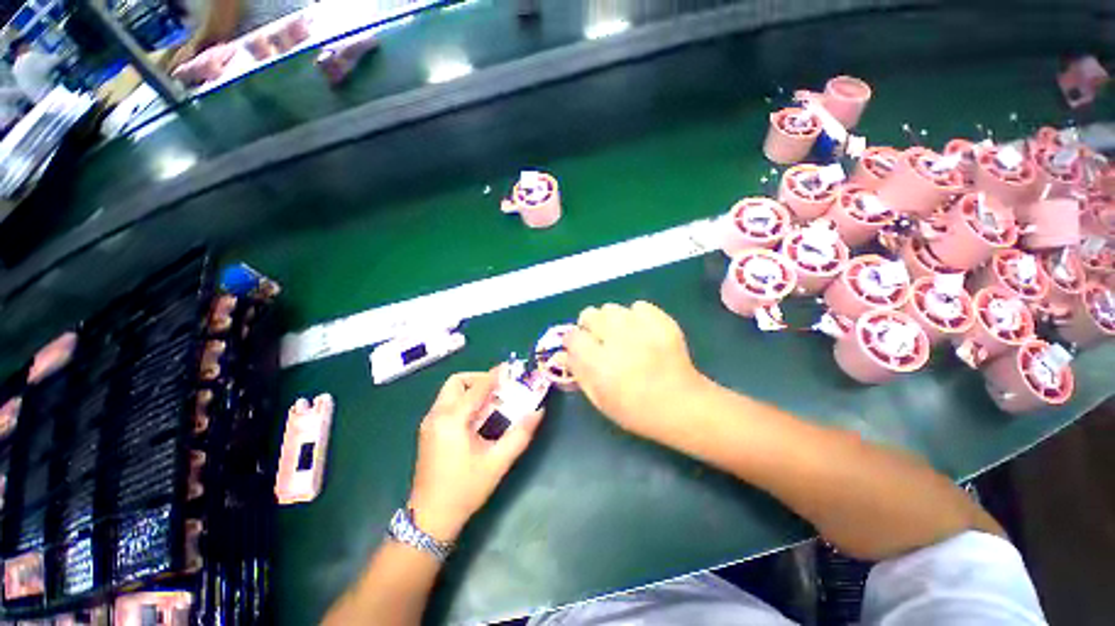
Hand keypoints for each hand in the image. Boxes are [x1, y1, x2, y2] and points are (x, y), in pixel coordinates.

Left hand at [408, 370, 542, 542]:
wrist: (429, 519)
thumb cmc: (464, 490)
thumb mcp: (498, 462)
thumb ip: (520, 434)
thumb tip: (538, 411)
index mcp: (452, 419)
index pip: (477, 387)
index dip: (496, 375)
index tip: (512, 370)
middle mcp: (436, 415)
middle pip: (457, 381)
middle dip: (479, 379)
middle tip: (499, 390)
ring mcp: (429, 423)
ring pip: (450, 392)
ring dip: (471, 390)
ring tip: (492, 403)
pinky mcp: (428, 431)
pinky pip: (447, 404)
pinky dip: (464, 401)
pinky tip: (478, 418)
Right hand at [564, 301, 708, 443]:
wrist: (682, 405)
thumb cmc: (636, 410)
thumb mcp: (600, 400)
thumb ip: (579, 373)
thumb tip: (562, 353)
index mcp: (600, 364)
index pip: (573, 336)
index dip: (574, 341)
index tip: (580, 348)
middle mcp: (617, 341)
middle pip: (589, 314)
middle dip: (590, 326)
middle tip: (601, 340)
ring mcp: (642, 328)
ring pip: (611, 308)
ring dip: (611, 320)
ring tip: (622, 335)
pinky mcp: (662, 321)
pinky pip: (638, 306)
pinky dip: (636, 316)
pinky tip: (642, 332)